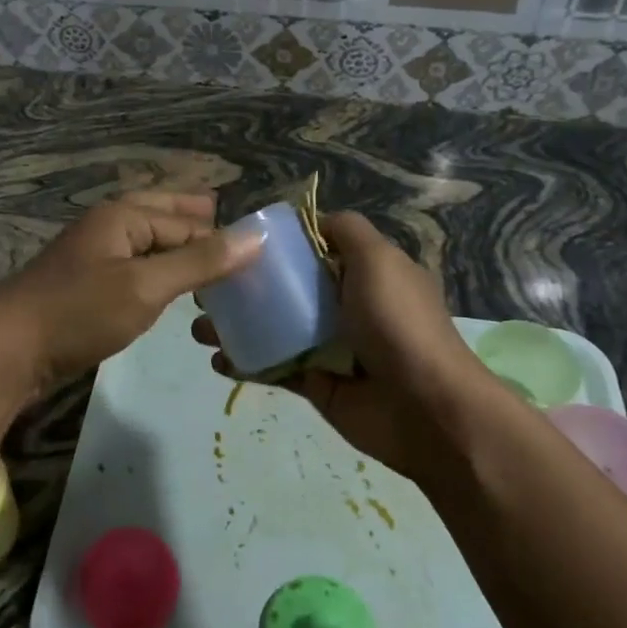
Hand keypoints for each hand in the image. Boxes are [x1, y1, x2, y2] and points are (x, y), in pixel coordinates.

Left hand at [0, 190, 260, 404]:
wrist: (7, 350)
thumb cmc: (79, 312)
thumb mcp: (145, 286)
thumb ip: (200, 262)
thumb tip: (257, 236)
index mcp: (122, 215)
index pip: (186, 222)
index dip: (220, 236)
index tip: (255, 253)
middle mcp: (107, 226)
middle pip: (159, 215)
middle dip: (191, 218)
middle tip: (222, 218)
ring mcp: (92, 257)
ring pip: (144, 242)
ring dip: (174, 246)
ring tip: (204, 256)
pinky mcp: (84, 288)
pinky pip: (131, 268)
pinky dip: (154, 270)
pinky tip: (164, 285)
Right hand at [191, 211, 493, 484]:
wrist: (426, 409)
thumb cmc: (398, 324)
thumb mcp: (379, 259)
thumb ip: (347, 231)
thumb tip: (313, 218)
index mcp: (363, 273)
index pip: (313, 251)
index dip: (276, 245)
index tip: (234, 243)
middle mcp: (345, 306)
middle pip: (285, 290)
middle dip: (245, 288)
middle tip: (205, 289)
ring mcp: (329, 347)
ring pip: (273, 329)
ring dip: (236, 326)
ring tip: (199, 326)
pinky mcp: (316, 384)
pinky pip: (274, 368)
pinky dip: (245, 363)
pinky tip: (217, 359)